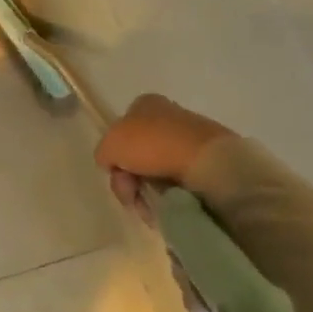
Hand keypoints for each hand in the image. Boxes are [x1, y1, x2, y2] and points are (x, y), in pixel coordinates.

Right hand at [93, 93, 233, 216]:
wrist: (207, 162)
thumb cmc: (153, 145)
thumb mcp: (110, 145)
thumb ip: (103, 153)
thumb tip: (112, 164)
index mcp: (146, 104)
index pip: (120, 130)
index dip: (115, 154)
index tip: (117, 171)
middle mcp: (169, 117)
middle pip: (137, 155)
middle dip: (130, 179)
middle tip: (132, 195)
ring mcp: (191, 140)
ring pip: (156, 172)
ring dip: (149, 192)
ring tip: (152, 207)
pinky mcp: (208, 162)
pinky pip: (180, 183)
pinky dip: (171, 197)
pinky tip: (170, 205)